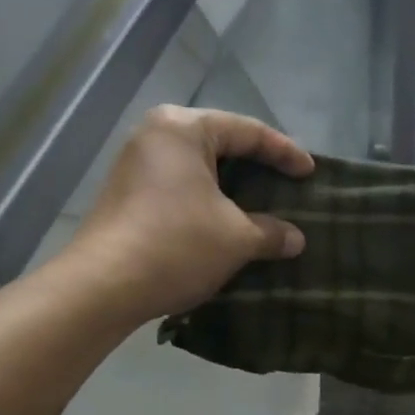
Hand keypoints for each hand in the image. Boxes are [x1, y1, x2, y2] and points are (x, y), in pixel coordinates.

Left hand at [58, 105, 312, 326]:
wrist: (103, 286)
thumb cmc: (177, 245)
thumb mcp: (236, 238)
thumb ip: (271, 232)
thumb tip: (295, 239)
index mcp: (183, 128)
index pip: (247, 131)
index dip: (285, 153)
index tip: (310, 173)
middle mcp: (155, 136)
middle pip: (219, 144)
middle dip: (256, 168)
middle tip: (287, 186)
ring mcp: (135, 165)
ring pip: (198, 169)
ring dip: (231, 189)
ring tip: (260, 208)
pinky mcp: (125, 195)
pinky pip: (178, 188)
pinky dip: (206, 202)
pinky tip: (224, 224)